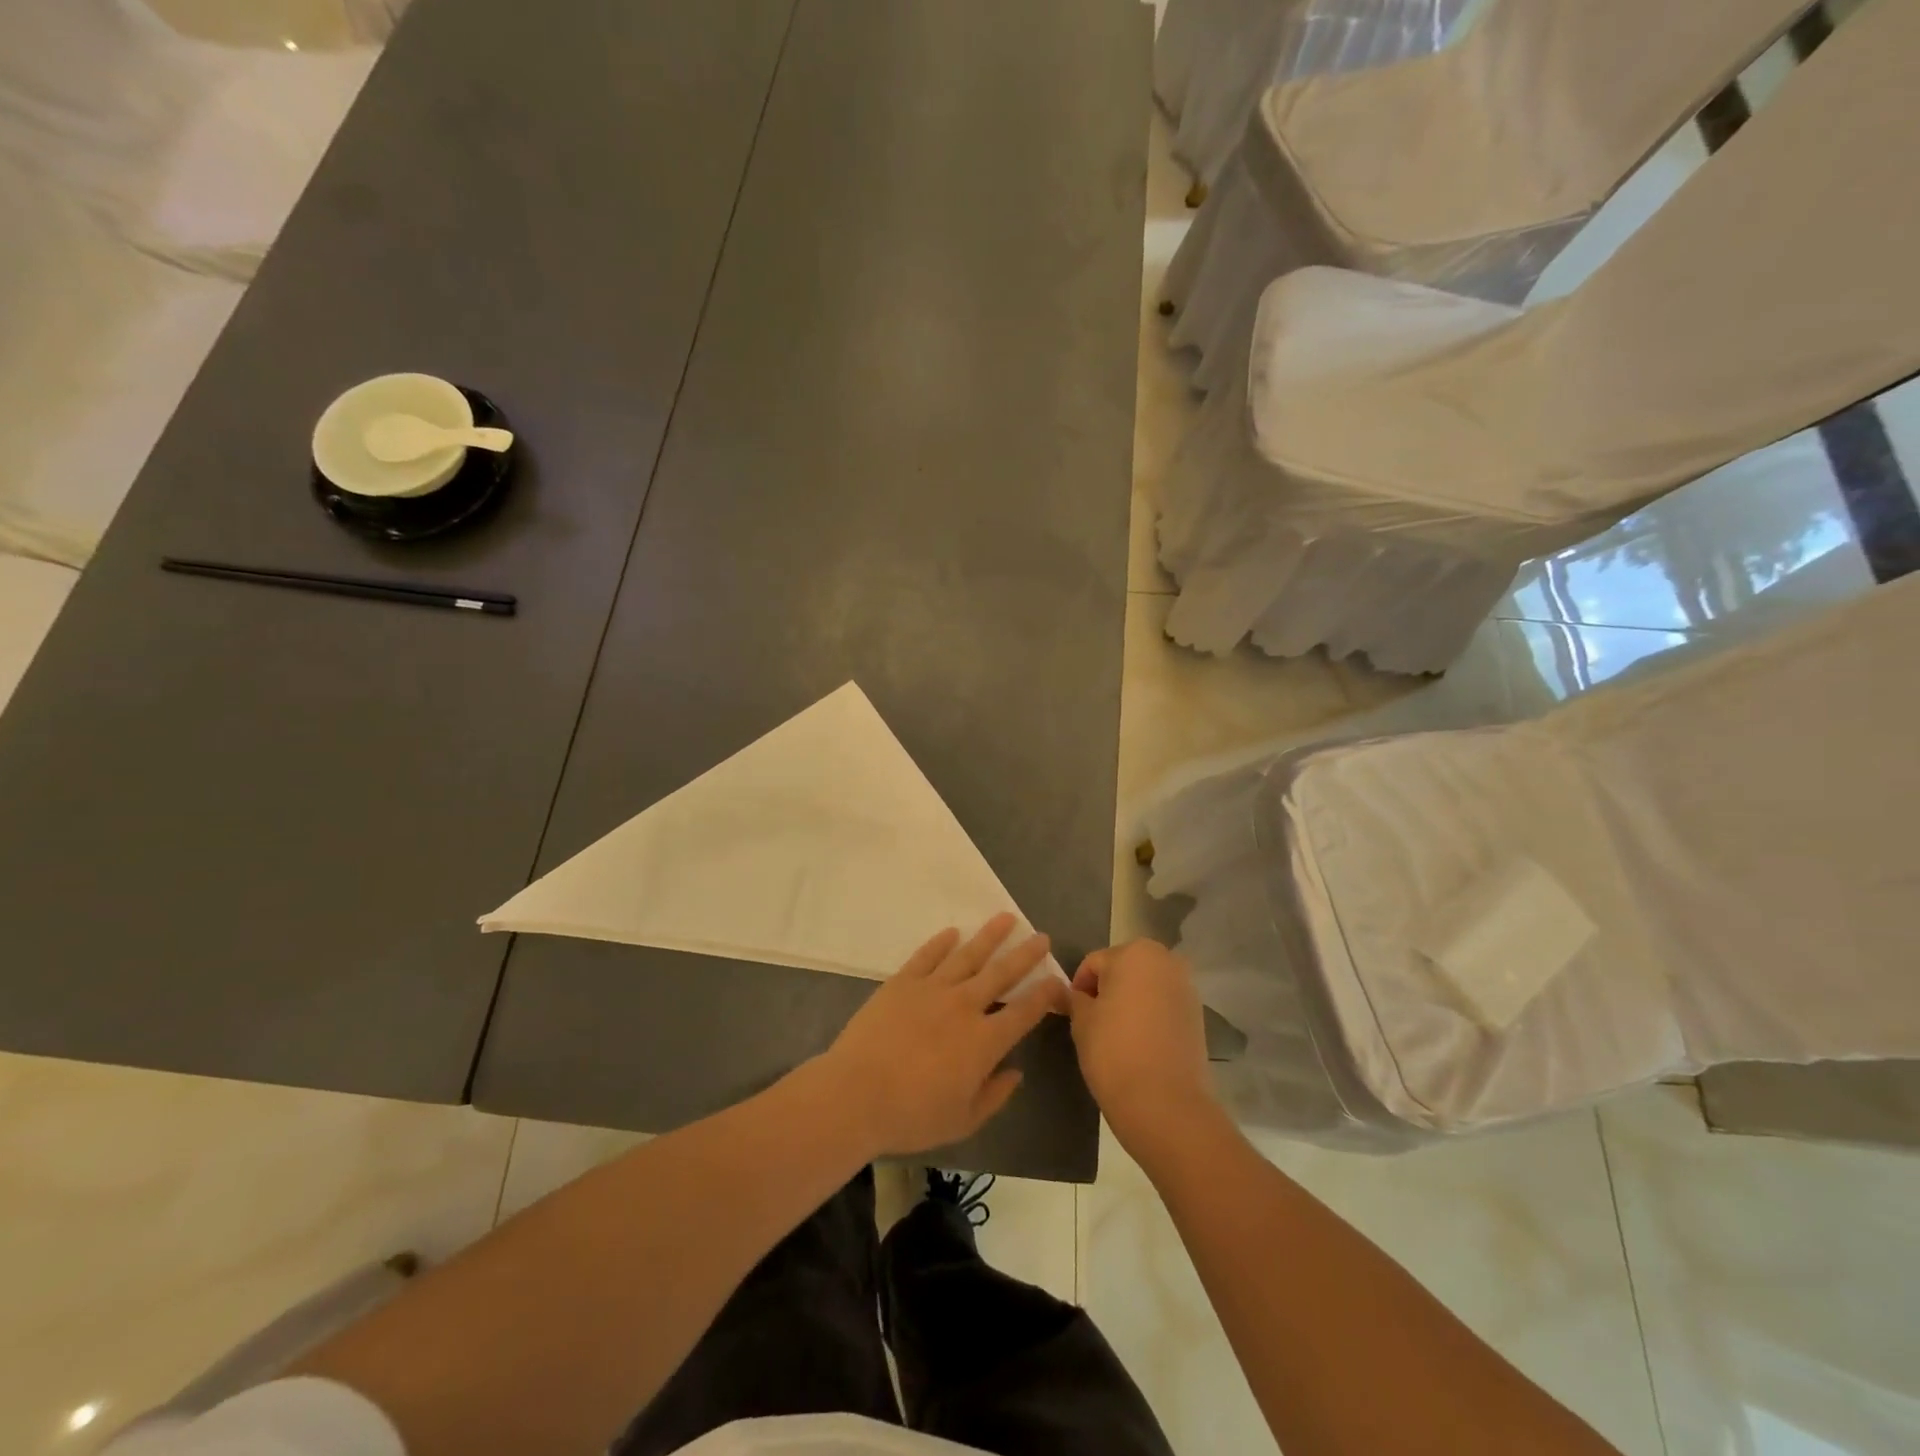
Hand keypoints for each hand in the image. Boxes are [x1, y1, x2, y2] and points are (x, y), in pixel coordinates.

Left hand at [817, 914, 1067, 1157]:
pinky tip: (953, 932)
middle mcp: (964, 1006)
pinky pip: (927, 956)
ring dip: (989, 936)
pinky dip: (941, 943)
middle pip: (1002, 973)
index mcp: (984, 1041)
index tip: (1059, 981)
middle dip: (1025, 954)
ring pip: (968, 955)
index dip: (1045, 995)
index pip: (1025, 1012)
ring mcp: (932, 989)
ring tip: (1006, 918)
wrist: (855, 1095)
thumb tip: (1015, 1072)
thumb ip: (994, 1096)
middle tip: (1041, 937)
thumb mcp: (963, 1122)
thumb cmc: (911, 1116)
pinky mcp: (902, 982)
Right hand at [1066, 940, 1216, 1153]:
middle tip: (1093, 1023)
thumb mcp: (1081, 1021)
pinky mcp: (1198, 1016)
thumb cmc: (1114, 1051)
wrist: (1165, 1104)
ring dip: (1131, 1002)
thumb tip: (1075, 994)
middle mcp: (1166, 961)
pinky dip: (1151, 1017)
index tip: (1073, 1015)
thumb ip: (1075, 998)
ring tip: (1117, 1035)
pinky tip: (1140, 1044)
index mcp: (1135, 953)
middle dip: (1107, 990)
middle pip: (1124, 969)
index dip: (1079, 988)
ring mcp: (1187, 988)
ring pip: (1146, 987)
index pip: (1094, 963)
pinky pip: (1164, 1006)